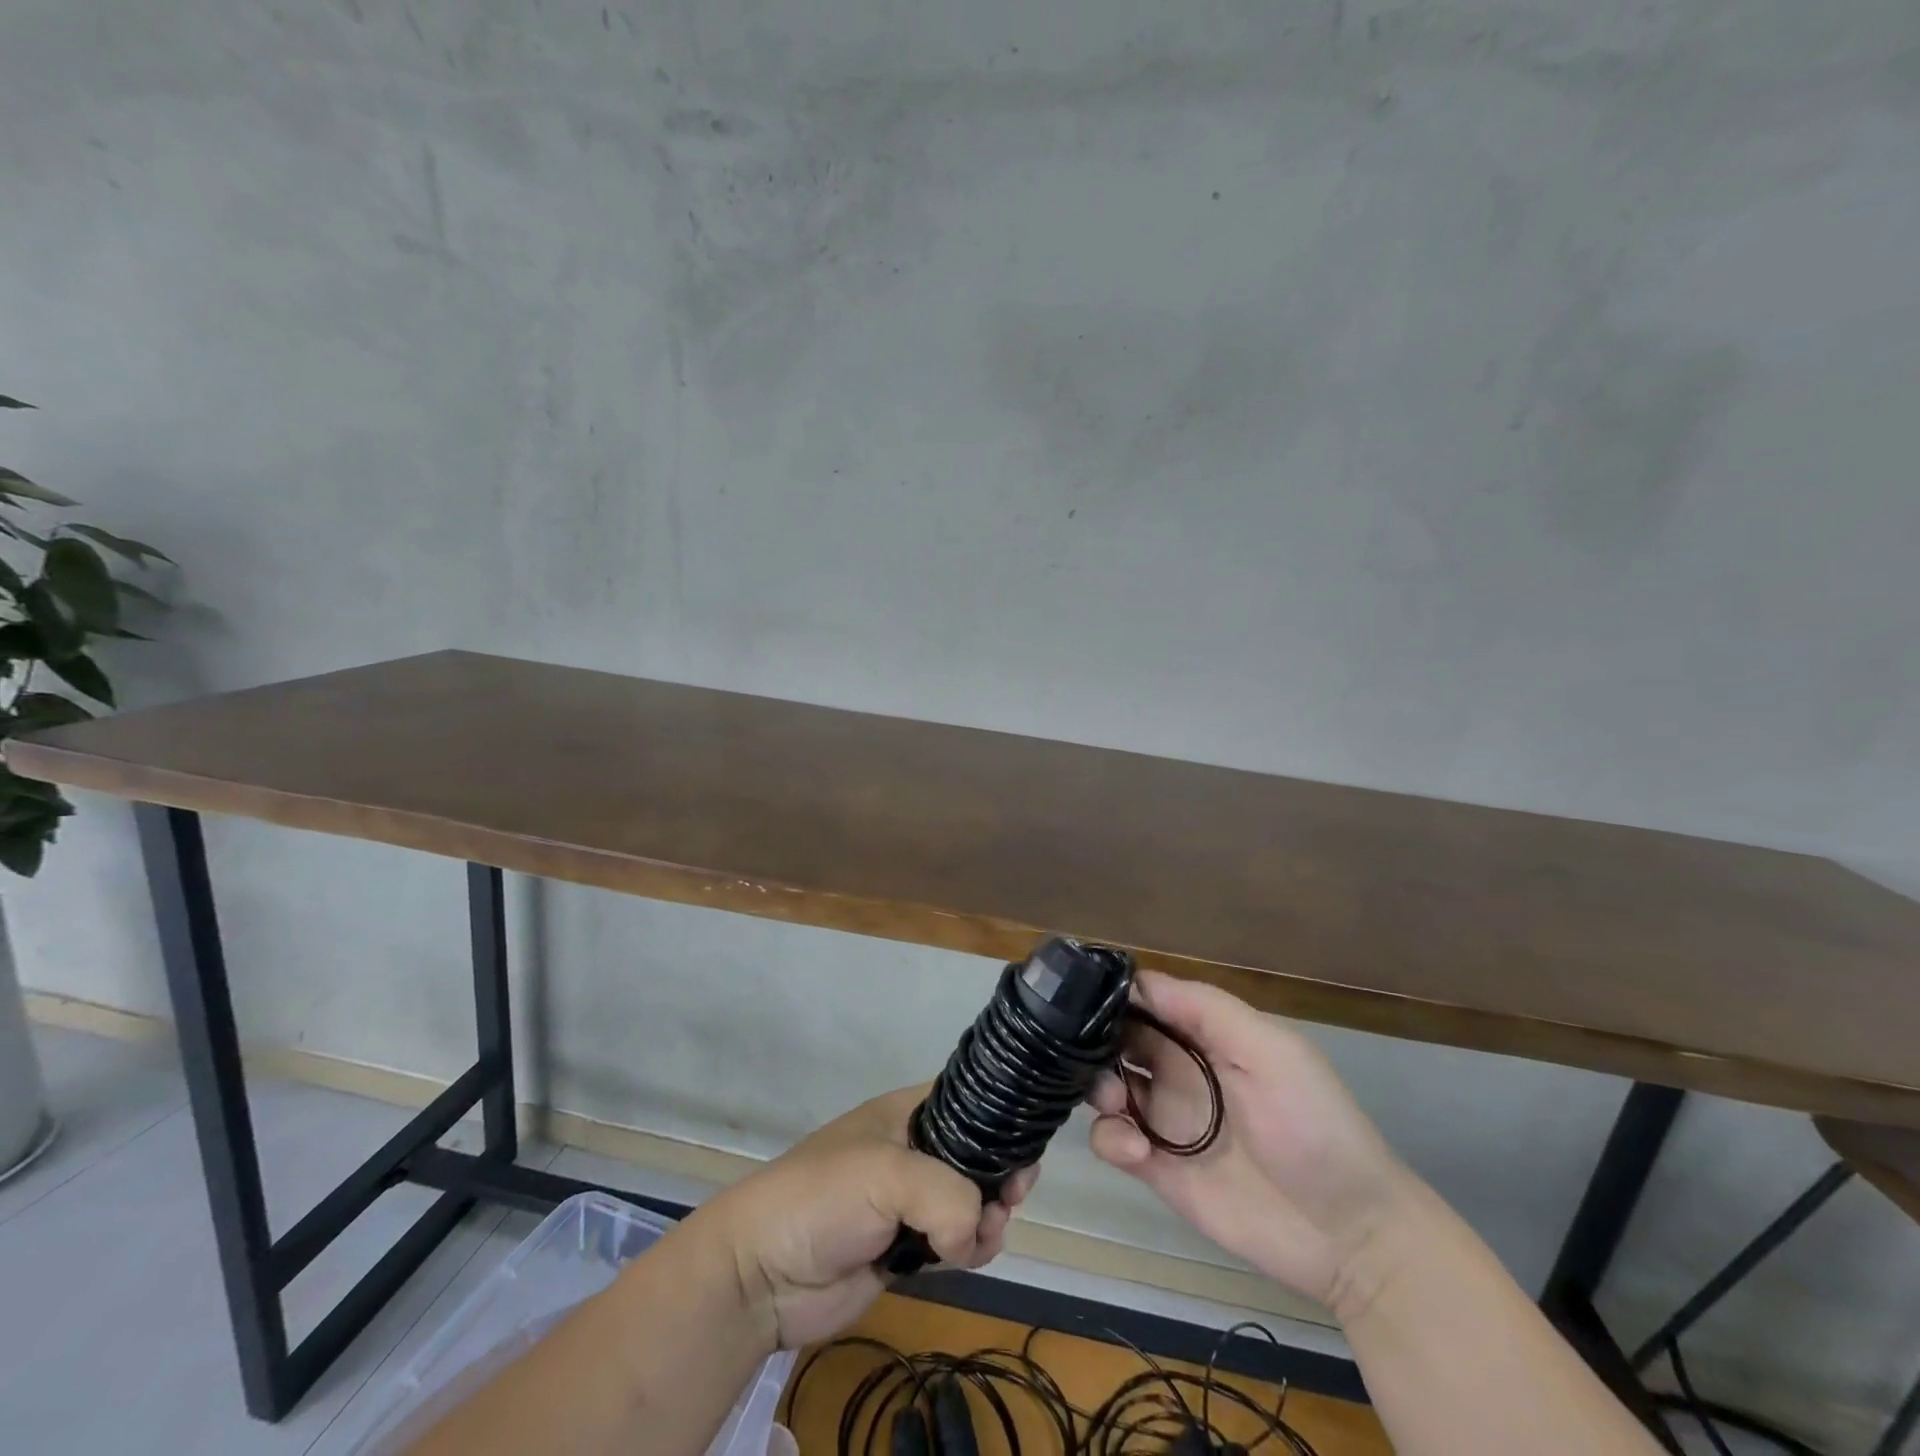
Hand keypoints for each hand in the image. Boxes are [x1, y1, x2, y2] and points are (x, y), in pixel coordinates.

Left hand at [692, 1086, 1036, 1350]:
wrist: (763, 1273)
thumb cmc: (823, 1198)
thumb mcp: (888, 1174)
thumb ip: (948, 1196)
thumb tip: (974, 1234)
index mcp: (907, 1113)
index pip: (969, 1100)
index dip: (1000, 1119)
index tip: (1023, 1147)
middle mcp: (914, 1150)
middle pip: (978, 1154)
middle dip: (1001, 1175)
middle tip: (1009, 1198)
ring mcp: (910, 1201)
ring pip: (973, 1202)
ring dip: (988, 1219)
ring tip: (983, 1234)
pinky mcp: (907, 1248)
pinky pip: (956, 1242)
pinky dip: (970, 1249)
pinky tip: (965, 1256)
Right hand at [1089, 972, 1413, 1318]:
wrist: (1350, 1233)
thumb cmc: (1312, 1124)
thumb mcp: (1270, 1050)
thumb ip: (1205, 1010)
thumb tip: (1137, 980)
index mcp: (1204, 1034)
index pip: (1146, 999)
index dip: (1115, 996)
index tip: (1083, 997)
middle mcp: (1178, 1068)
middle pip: (1116, 1039)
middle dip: (1095, 1041)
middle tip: (1092, 1055)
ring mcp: (1164, 1118)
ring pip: (1104, 1086)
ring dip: (1097, 1086)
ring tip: (1117, 1101)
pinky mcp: (1156, 1168)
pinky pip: (1111, 1142)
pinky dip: (1110, 1138)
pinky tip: (1137, 1150)